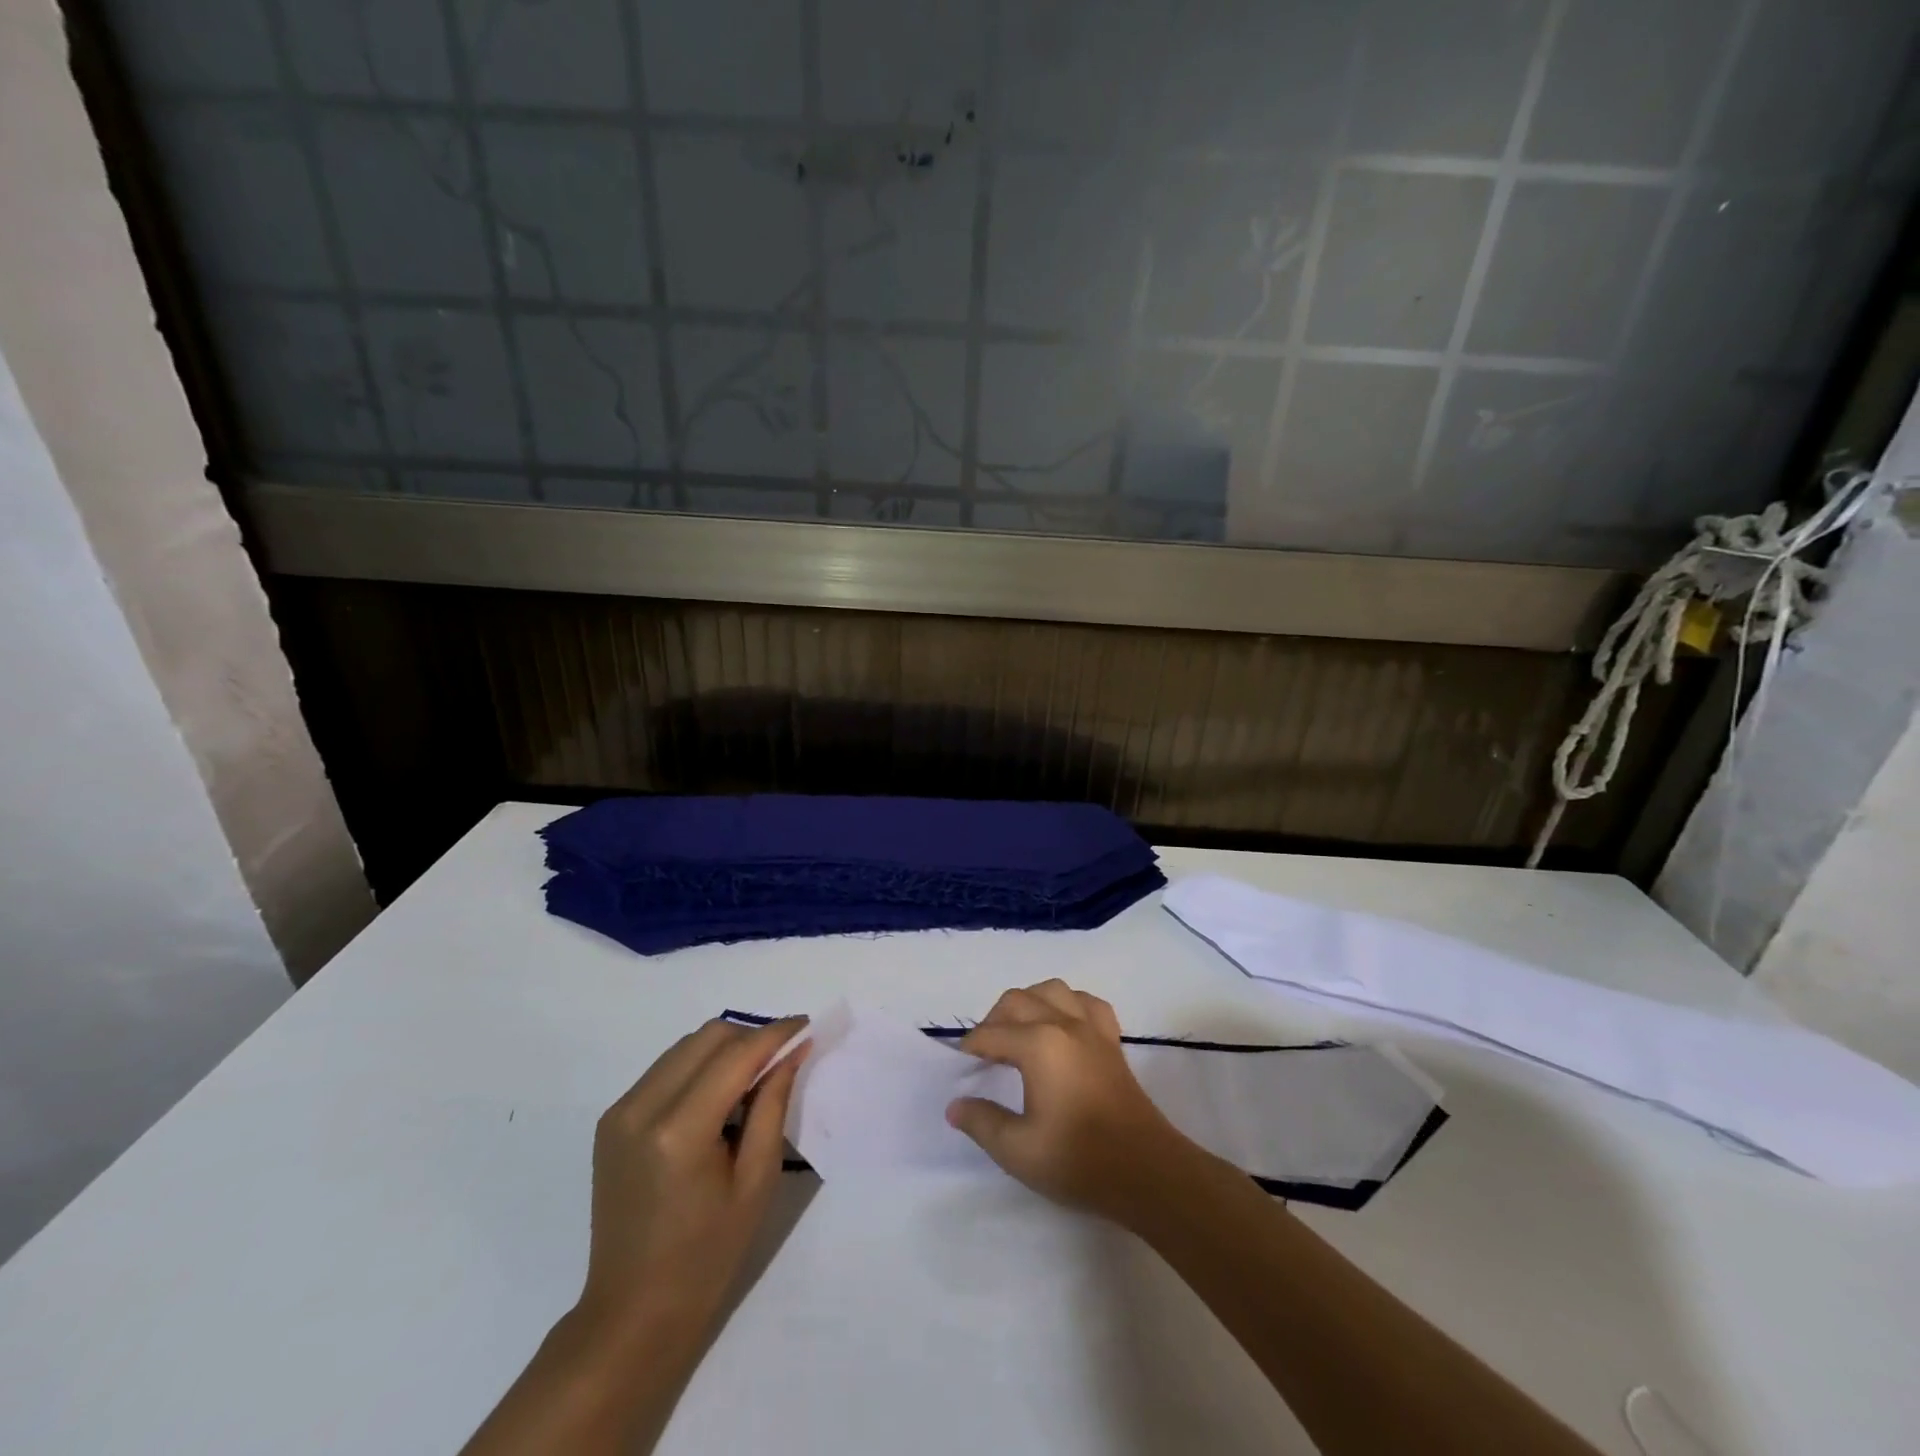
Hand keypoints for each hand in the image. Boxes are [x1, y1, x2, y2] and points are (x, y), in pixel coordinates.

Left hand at [576, 1016, 806, 1337]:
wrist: (632, 1312)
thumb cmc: (707, 1255)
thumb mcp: (756, 1180)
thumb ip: (773, 1105)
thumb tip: (792, 1051)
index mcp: (680, 1130)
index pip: (736, 1055)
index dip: (775, 1034)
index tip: (806, 1025)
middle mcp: (642, 1108)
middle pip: (708, 1037)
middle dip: (751, 1036)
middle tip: (783, 1056)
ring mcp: (620, 1112)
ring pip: (685, 1046)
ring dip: (725, 1048)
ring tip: (754, 1077)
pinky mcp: (611, 1120)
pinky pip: (665, 1069)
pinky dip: (699, 1067)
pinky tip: (718, 1097)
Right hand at [944, 980, 1197, 1224]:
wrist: (1145, 1171)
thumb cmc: (1078, 1160)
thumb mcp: (1018, 1151)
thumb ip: (982, 1122)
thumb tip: (956, 1104)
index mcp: (1038, 1045)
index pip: (990, 1034)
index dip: (970, 1049)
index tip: (960, 1068)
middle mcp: (1063, 1023)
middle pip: (1017, 1000)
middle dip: (993, 1020)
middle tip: (985, 1054)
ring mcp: (1092, 1028)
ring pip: (1052, 990)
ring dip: (1029, 1003)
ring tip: (1019, 1032)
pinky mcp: (1112, 1039)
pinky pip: (1086, 1002)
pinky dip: (1068, 1005)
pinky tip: (1062, 1026)